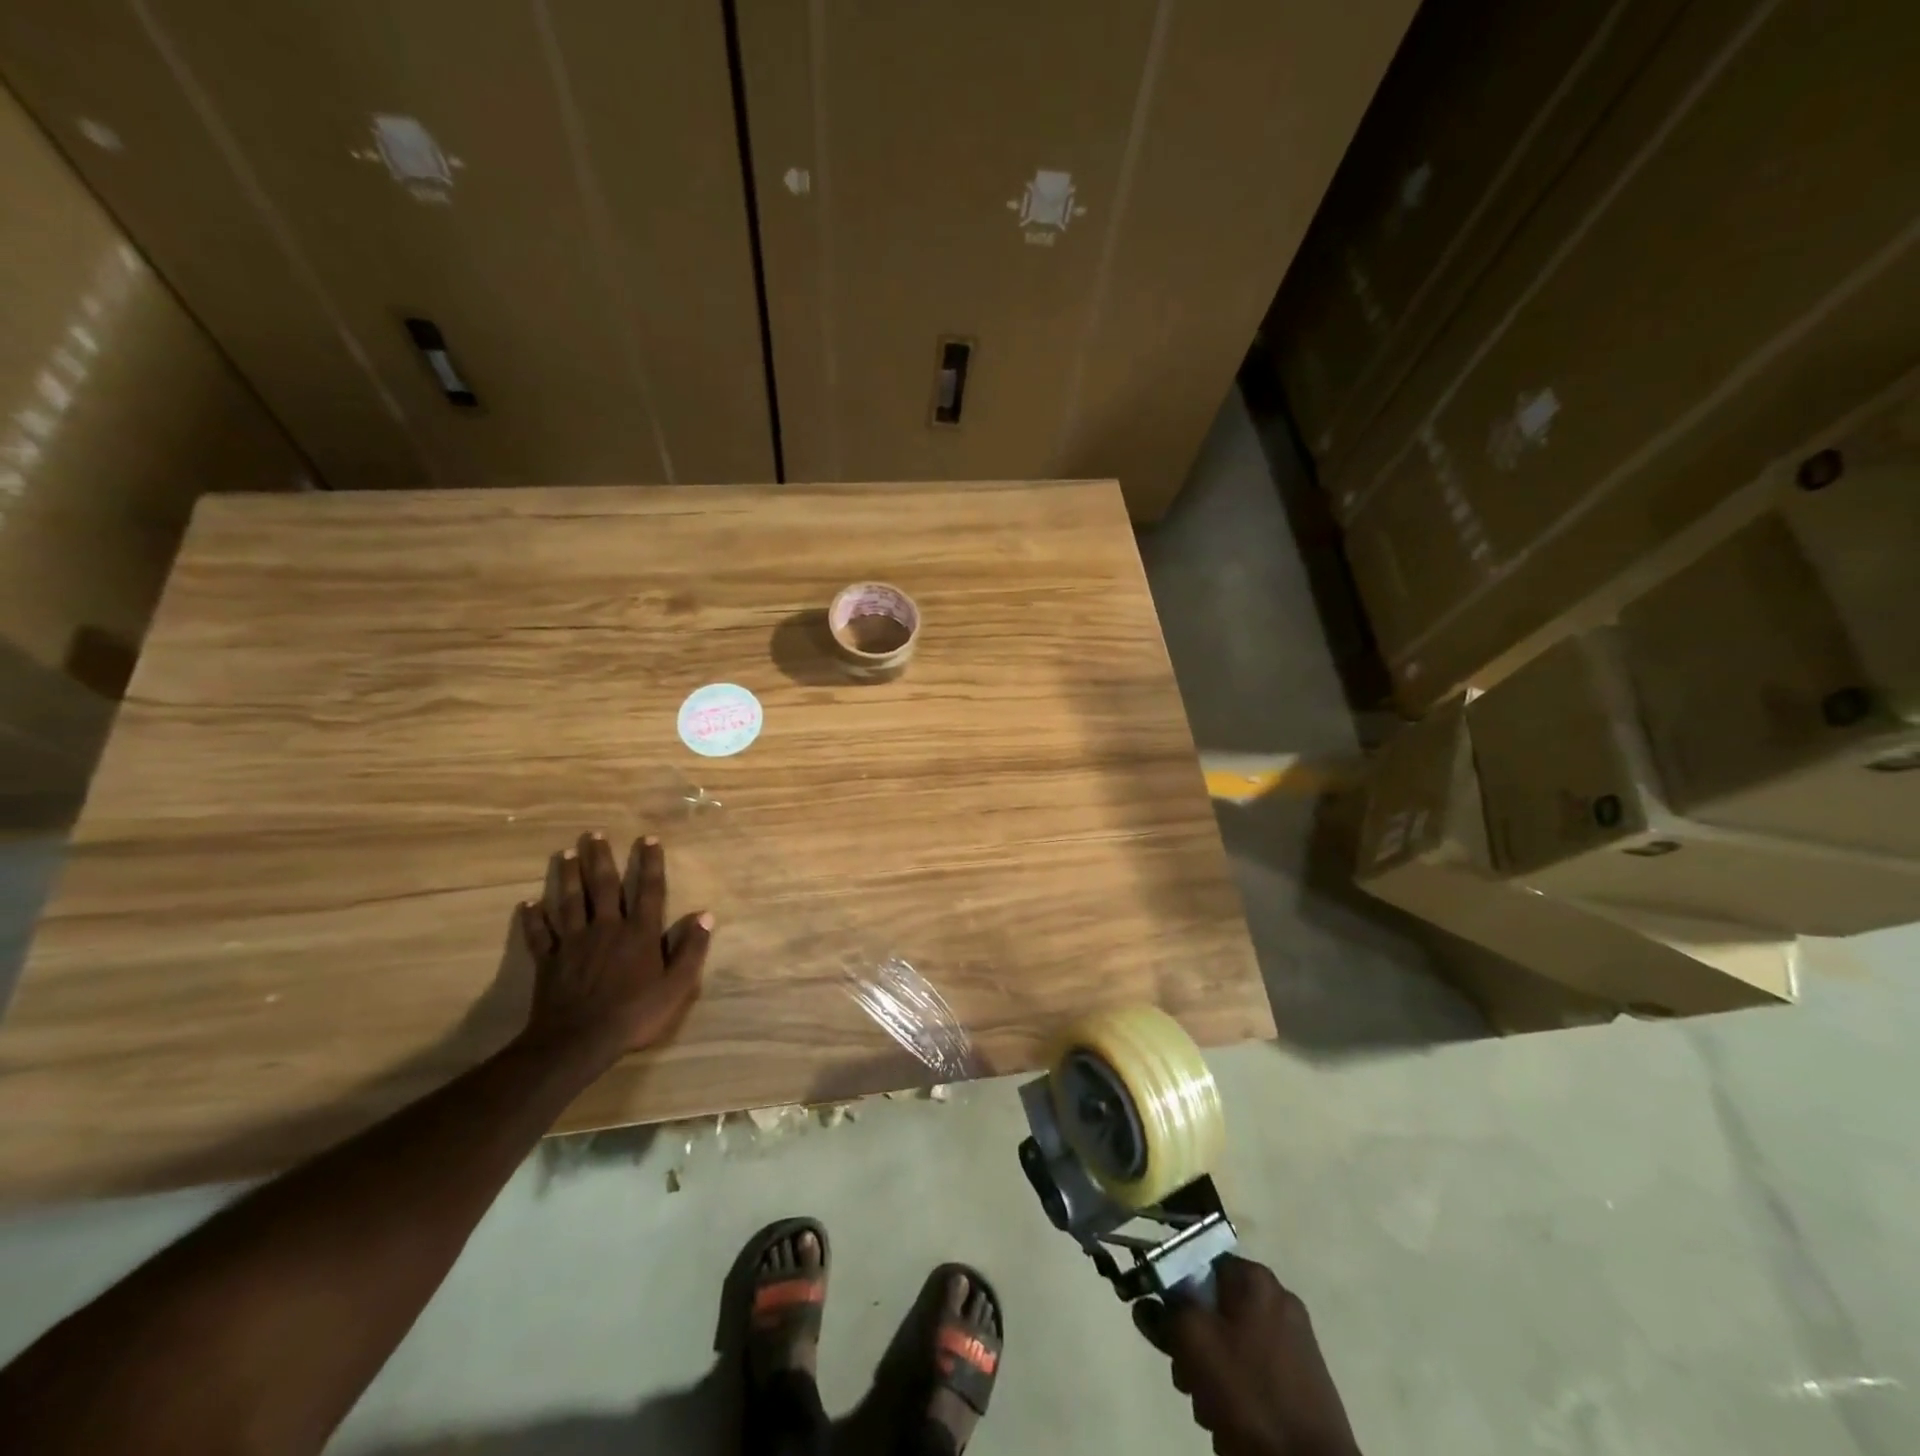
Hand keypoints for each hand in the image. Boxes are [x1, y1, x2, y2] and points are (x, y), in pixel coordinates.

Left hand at [517, 832, 711, 1070]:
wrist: (578, 1041)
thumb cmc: (634, 1014)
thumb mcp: (676, 986)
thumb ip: (691, 950)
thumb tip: (705, 915)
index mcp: (639, 933)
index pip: (648, 890)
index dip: (650, 863)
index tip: (648, 839)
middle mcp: (607, 928)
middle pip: (604, 886)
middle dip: (601, 858)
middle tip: (594, 834)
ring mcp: (574, 942)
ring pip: (571, 901)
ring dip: (568, 876)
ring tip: (566, 853)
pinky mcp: (549, 960)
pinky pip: (539, 935)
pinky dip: (533, 919)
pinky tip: (528, 904)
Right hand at [1137, 1256, 1359, 1455]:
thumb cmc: (1250, 1396)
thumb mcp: (1194, 1342)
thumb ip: (1164, 1312)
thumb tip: (1147, 1302)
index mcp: (1255, 1280)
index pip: (1197, 1262)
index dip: (1172, 1291)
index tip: (1163, 1326)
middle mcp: (1277, 1300)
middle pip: (1211, 1306)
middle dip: (1191, 1344)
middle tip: (1187, 1377)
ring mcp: (1294, 1343)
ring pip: (1228, 1344)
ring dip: (1209, 1374)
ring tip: (1211, 1410)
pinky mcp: (1301, 1381)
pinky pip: (1251, 1371)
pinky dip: (1236, 1392)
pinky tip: (1232, 1424)